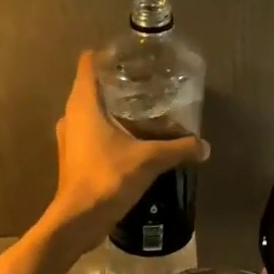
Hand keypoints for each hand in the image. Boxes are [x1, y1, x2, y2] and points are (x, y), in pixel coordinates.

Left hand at [40, 51, 207, 259]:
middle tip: (147, 82)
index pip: (88, 62)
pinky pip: (91, 132)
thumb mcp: (149, 160)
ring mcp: (69, 137)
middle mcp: (71, 115)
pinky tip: (133, 139)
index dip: (108, 54)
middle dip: (118, 82)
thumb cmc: (108, 178)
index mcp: (83, 103)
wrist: (79, 219)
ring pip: (91, 111)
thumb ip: (178, 148)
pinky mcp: (73, 156)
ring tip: (144, 110)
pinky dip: (109, 130)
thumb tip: (204, 146)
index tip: (132, 55)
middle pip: (92, 85)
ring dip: (113, 108)